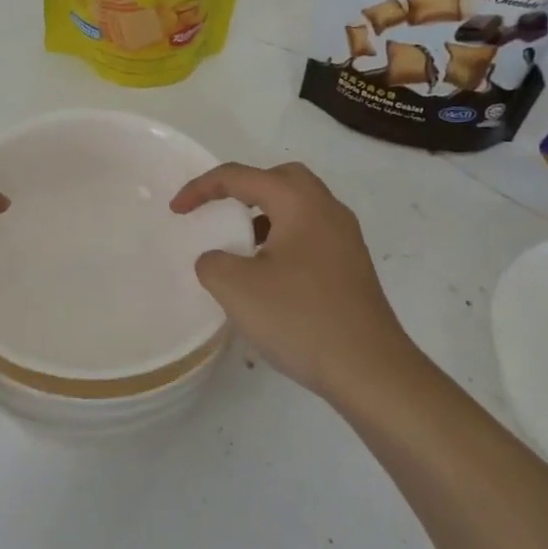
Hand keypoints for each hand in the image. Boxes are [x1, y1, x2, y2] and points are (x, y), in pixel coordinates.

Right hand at [170, 161, 418, 403]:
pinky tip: (269, 275)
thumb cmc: (301, 319)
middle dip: (243, 188)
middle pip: (280, 178)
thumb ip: (212, 262)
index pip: (241, 176)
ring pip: (299, 207)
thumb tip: (219, 259)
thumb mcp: (236, 288)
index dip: (201, 188)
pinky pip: (311, 234)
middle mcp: (327, 209)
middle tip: (219, 210)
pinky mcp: (352, 267)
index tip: (176, 210)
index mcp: (299, 202)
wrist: (371, 371)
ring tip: (240, 246)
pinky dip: (283, 238)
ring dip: (265, 215)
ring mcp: (346, 239)